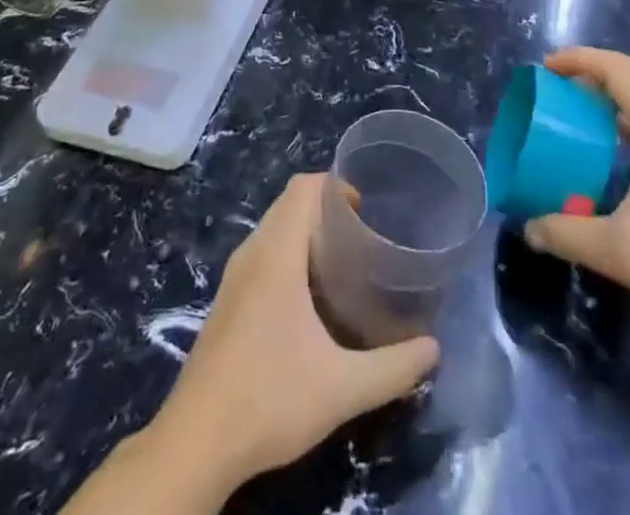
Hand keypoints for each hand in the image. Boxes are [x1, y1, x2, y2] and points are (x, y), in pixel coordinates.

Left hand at [148, 173, 439, 489]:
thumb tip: (433, 350)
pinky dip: (289, 257)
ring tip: (344, 265)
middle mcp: (252, 253)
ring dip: (307, 234)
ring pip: (274, 231)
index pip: (302, 188)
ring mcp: (234, 279)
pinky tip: (311, 301)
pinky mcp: (227, 303)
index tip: (366, 209)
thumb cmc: (269, 398)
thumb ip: (393, 367)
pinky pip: (262, 256)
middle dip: (327, 210)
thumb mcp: (342, 387)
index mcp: (276, 253)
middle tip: (364, 239)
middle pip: (289, 205)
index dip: (334, 185)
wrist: (195, 443)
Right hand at [522, 47, 629, 332]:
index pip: (620, 70)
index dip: (581, 59)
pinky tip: (611, 149)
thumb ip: (567, 235)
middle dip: (595, 67)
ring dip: (614, 89)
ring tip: (579, 109)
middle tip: (561, 83)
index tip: (547, 67)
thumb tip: (527, 227)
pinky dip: (627, 114)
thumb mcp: (619, 251)